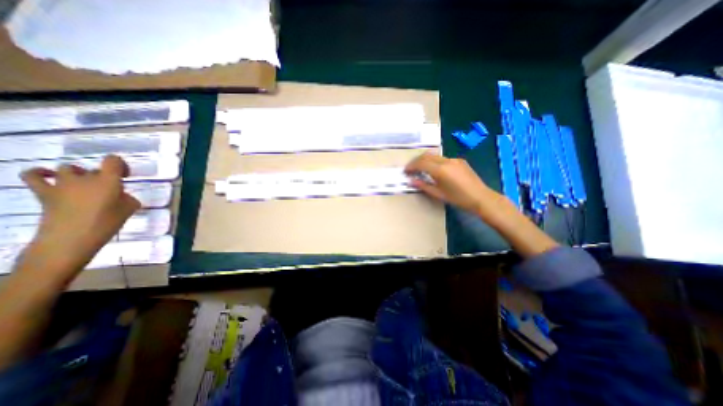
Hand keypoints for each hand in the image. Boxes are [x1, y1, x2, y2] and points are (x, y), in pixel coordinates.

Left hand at [19, 153, 140, 268]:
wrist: (71, 238)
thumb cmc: (107, 223)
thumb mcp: (129, 209)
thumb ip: (127, 198)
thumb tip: (121, 196)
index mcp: (108, 180)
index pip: (113, 160)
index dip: (120, 165)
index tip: (125, 176)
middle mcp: (85, 178)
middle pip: (94, 169)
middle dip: (102, 176)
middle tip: (109, 189)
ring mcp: (62, 184)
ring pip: (68, 168)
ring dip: (77, 174)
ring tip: (84, 184)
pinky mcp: (44, 193)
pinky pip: (33, 175)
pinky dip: (40, 173)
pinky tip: (48, 176)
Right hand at [406, 151, 503, 215]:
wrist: (480, 197)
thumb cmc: (458, 199)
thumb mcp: (438, 194)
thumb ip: (423, 186)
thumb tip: (411, 181)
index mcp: (440, 170)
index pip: (421, 163)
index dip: (411, 166)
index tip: (406, 171)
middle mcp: (446, 161)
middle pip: (426, 156)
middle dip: (416, 161)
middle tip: (410, 168)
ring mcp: (454, 159)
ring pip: (435, 156)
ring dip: (425, 160)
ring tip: (420, 168)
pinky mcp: (460, 161)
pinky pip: (443, 158)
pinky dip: (435, 161)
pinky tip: (435, 169)